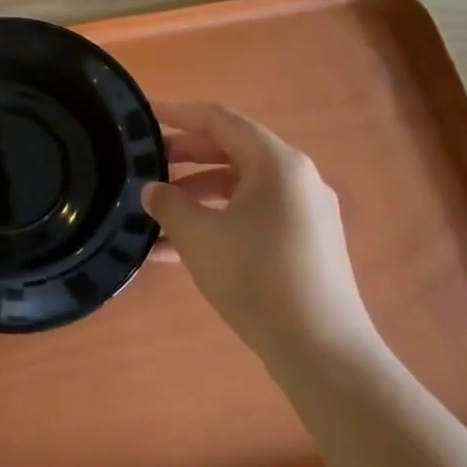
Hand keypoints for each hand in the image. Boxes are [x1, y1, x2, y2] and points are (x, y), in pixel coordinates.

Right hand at [142, 102, 377, 369]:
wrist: (322, 352)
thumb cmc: (256, 278)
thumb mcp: (198, 236)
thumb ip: (168, 204)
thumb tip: (152, 191)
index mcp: (276, 163)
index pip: (220, 120)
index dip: (178, 114)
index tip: (144, 114)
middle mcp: (296, 178)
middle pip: (230, 151)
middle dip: (183, 158)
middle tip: (144, 166)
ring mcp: (304, 212)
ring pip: (239, 188)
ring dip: (195, 197)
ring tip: (153, 216)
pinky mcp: (305, 244)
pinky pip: (252, 216)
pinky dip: (217, 222)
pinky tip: (177, 252)